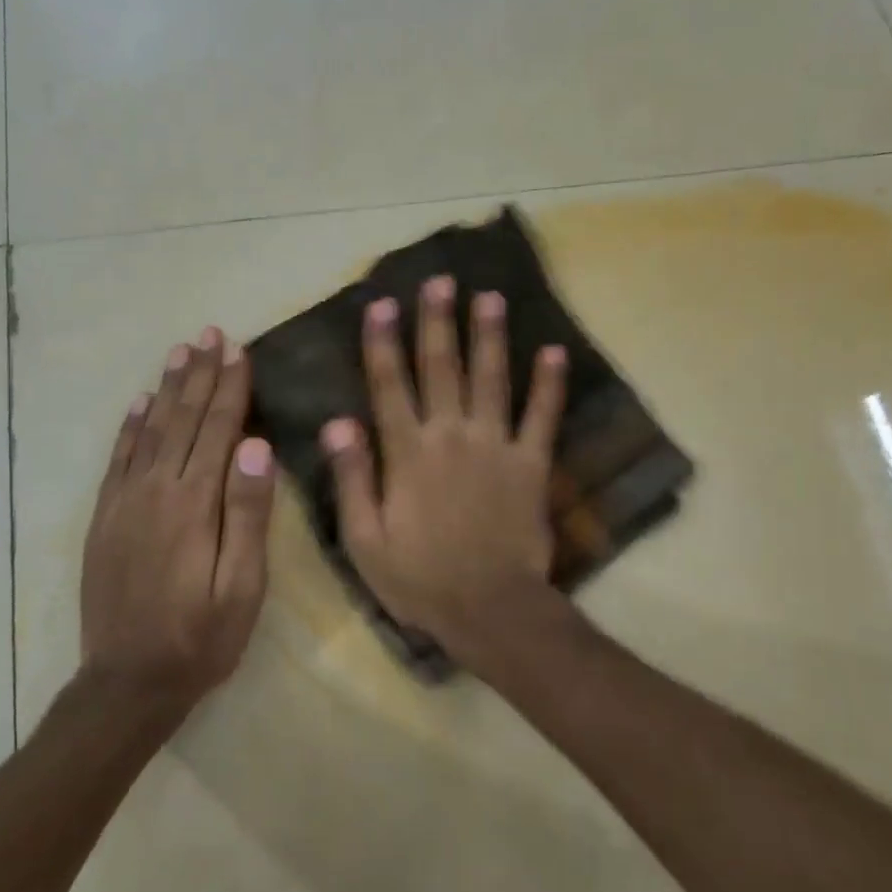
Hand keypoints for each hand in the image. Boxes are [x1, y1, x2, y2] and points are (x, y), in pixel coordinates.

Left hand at [80, 327, 276, 707]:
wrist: (127, 682)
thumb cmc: (201, 639)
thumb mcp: (241, 587)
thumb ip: (247, 514)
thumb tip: (256, 445)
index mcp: (194, 504)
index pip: (216, 430)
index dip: (229, 388)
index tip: (237, 350)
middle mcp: (156, 491)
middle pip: (182, 420)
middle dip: (199, 376)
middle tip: (210, 334)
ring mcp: (124, 502)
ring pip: (150, 431)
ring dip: (167, 389)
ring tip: (180, 353)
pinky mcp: (105, 518)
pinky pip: (118, 459)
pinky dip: (130, 426)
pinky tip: (140, 404)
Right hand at [322, 277, 567, 669]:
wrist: (489, 609)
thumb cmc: (419, 579)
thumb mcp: (364, 539)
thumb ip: (352, 477)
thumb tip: (337, 421)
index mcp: (407, 454)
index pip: (389, 387)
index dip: (383, 344)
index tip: (382, 304)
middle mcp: (451, 436)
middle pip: (442, 369)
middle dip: (438, 323)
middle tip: (441, 282)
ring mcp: (496, 446)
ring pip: (491, 380)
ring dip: (490, 337)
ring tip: (489, 298)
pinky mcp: (531, 464)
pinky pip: (542, 417)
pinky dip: (549, 385)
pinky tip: (553, 352)